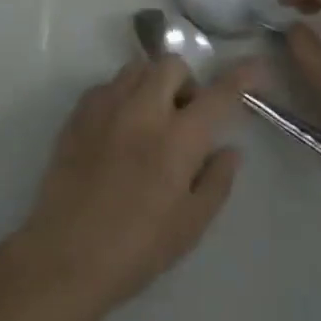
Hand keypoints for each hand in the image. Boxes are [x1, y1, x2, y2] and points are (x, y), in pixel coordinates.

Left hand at [9, 56, 259, 320]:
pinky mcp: (78, 112)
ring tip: (150, 121)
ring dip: (152, 84)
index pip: (217, 95)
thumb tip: (230, 148)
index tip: (255, 65)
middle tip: (184, 118)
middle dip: (185, 82)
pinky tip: (119, 130)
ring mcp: (106, 106)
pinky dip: (122, 96)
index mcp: (177, 139)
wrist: (65, 256)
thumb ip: (216, 181)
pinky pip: (108, 85)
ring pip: (137, 68)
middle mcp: (143, 109)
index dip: (240, 76)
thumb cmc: (136, 249)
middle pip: (171, 64)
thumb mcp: (190, 226)